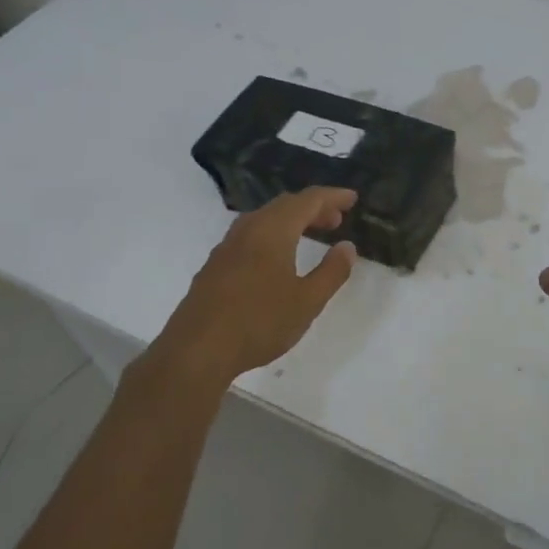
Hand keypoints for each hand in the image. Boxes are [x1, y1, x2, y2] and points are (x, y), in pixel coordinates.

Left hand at [152, 187, 358, 382]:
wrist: (196, 351)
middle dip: (313, 207)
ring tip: (310, 235)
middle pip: (285, 205)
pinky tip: (276, 258)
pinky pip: (250, 235)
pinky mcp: (215, 265)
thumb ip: (331, 272)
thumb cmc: (259, 322)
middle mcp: (248, 229)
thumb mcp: (307, 301)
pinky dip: (272, 234)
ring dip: (291, 220)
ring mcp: (227, 246)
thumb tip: (347, 247)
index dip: (332, 196)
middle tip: (336, 220)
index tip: (352, 198)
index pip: (308, 200)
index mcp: (273, 230)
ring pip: (264, 219)